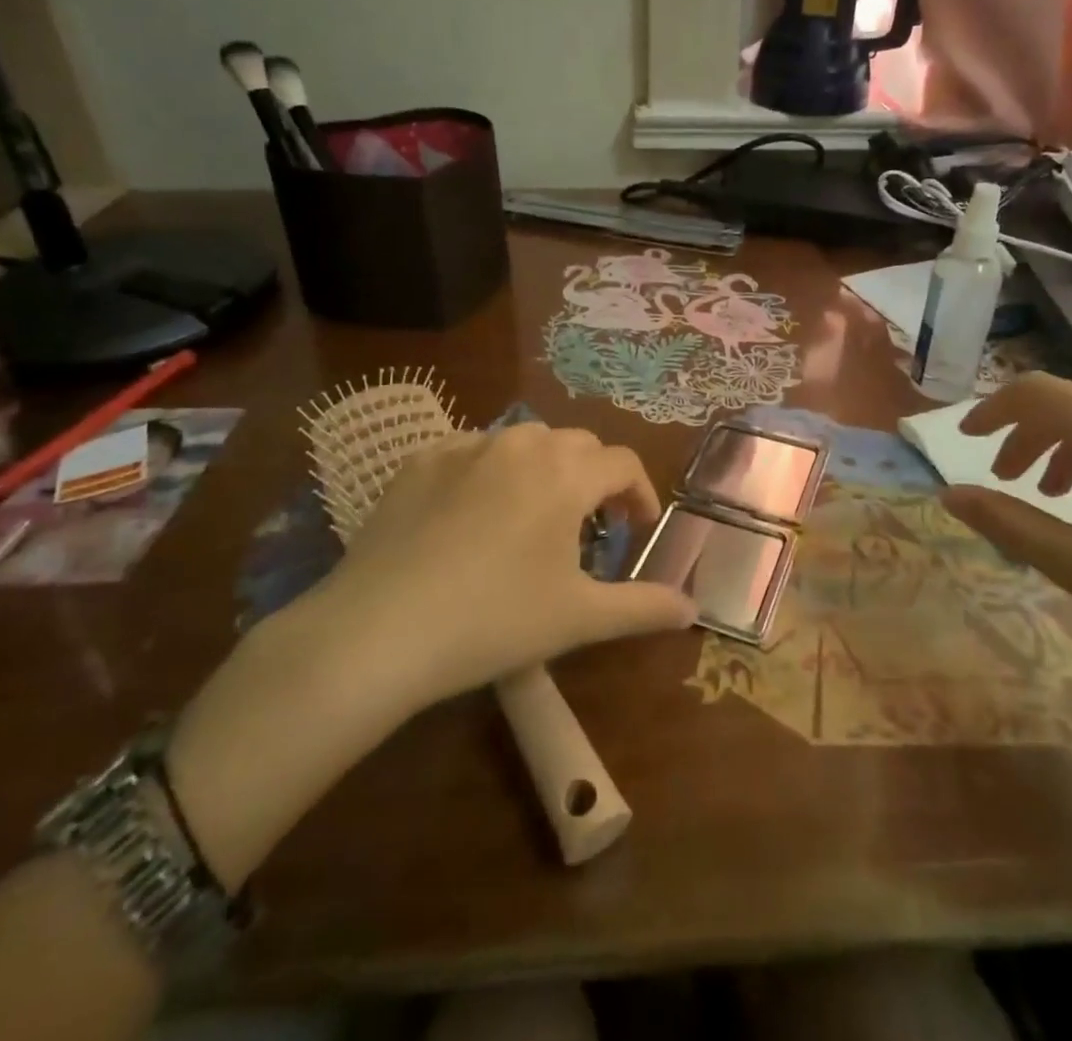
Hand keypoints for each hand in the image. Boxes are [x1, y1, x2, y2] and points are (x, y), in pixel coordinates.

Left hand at [167, 424, 693, 888]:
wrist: (379, 630)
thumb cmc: (494, 620)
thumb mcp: (578, 618)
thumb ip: (643, 608)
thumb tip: (692, 609)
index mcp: (565, 473)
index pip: (623, 463)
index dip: (640, 494)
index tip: (637, 530)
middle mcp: (520, 444)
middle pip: (577, 445)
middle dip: (594, 479)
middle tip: (590, 527)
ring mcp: (465, 446)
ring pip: (524, 441)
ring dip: (543, 469)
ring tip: (534, 514)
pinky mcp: (419, 460)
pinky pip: (471, 450)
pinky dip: (489, 471)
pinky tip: (474, 511)